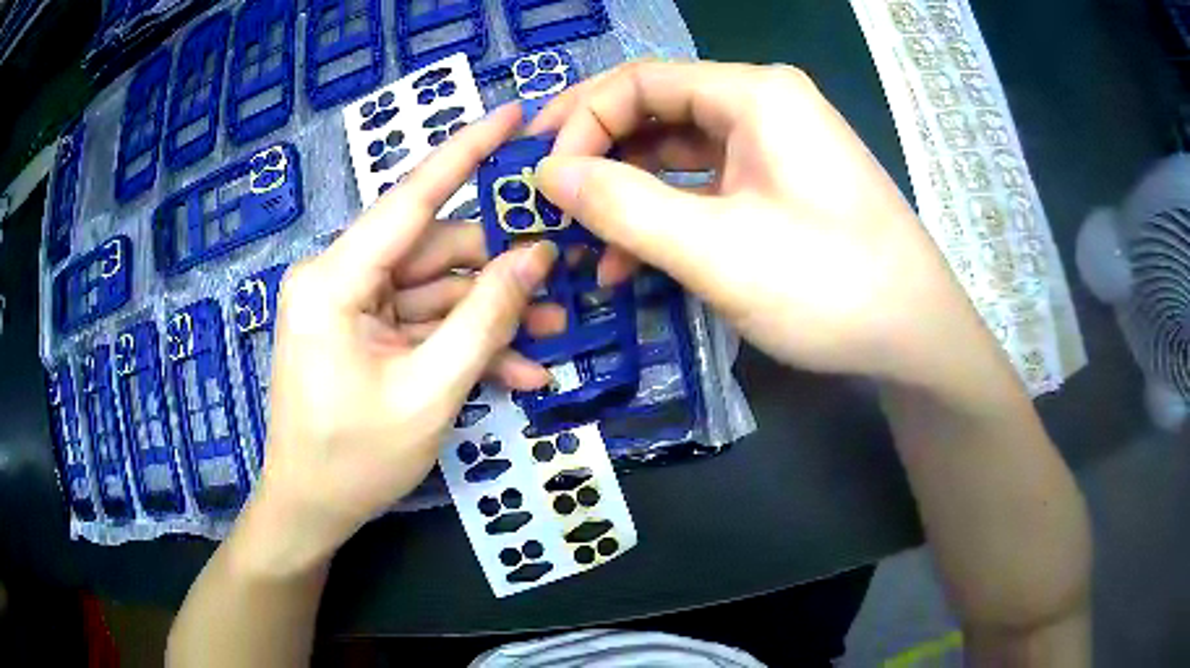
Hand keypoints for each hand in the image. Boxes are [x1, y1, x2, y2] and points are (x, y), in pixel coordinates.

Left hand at [240, 104, 556, 573]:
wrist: (311, 512)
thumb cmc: (354, 461)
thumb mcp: (428, 393)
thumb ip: (483, 321)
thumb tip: (535, 258)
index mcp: (335, 280)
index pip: (410, 199)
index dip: (466, 152)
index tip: (514, 114)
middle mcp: (340, 279)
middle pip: (434, 252)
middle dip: (500, 270)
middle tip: (564, 275)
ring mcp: (352, 308)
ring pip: (436, 292)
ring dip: (492, 316)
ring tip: (555, 334)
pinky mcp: (364, 335)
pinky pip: (423, 325)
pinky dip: (466, 345)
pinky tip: (520, 373)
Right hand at [531, 61, 985, 386]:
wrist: (917, 339)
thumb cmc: (830, 286)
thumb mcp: (717, 248)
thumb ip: (624, 204)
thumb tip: (547, 173)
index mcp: (754, 94)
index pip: (640, 81)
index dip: (580, 121)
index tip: (542, 178)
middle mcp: (764, 106)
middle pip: (657, 113)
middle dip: (598, 157)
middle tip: (550, 205)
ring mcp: (775, 149)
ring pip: (678, 155)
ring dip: (628, 195)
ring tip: (585, 246)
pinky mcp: (780, 188)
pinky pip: (707, 186)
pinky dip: (666, 216)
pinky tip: (634, 260)